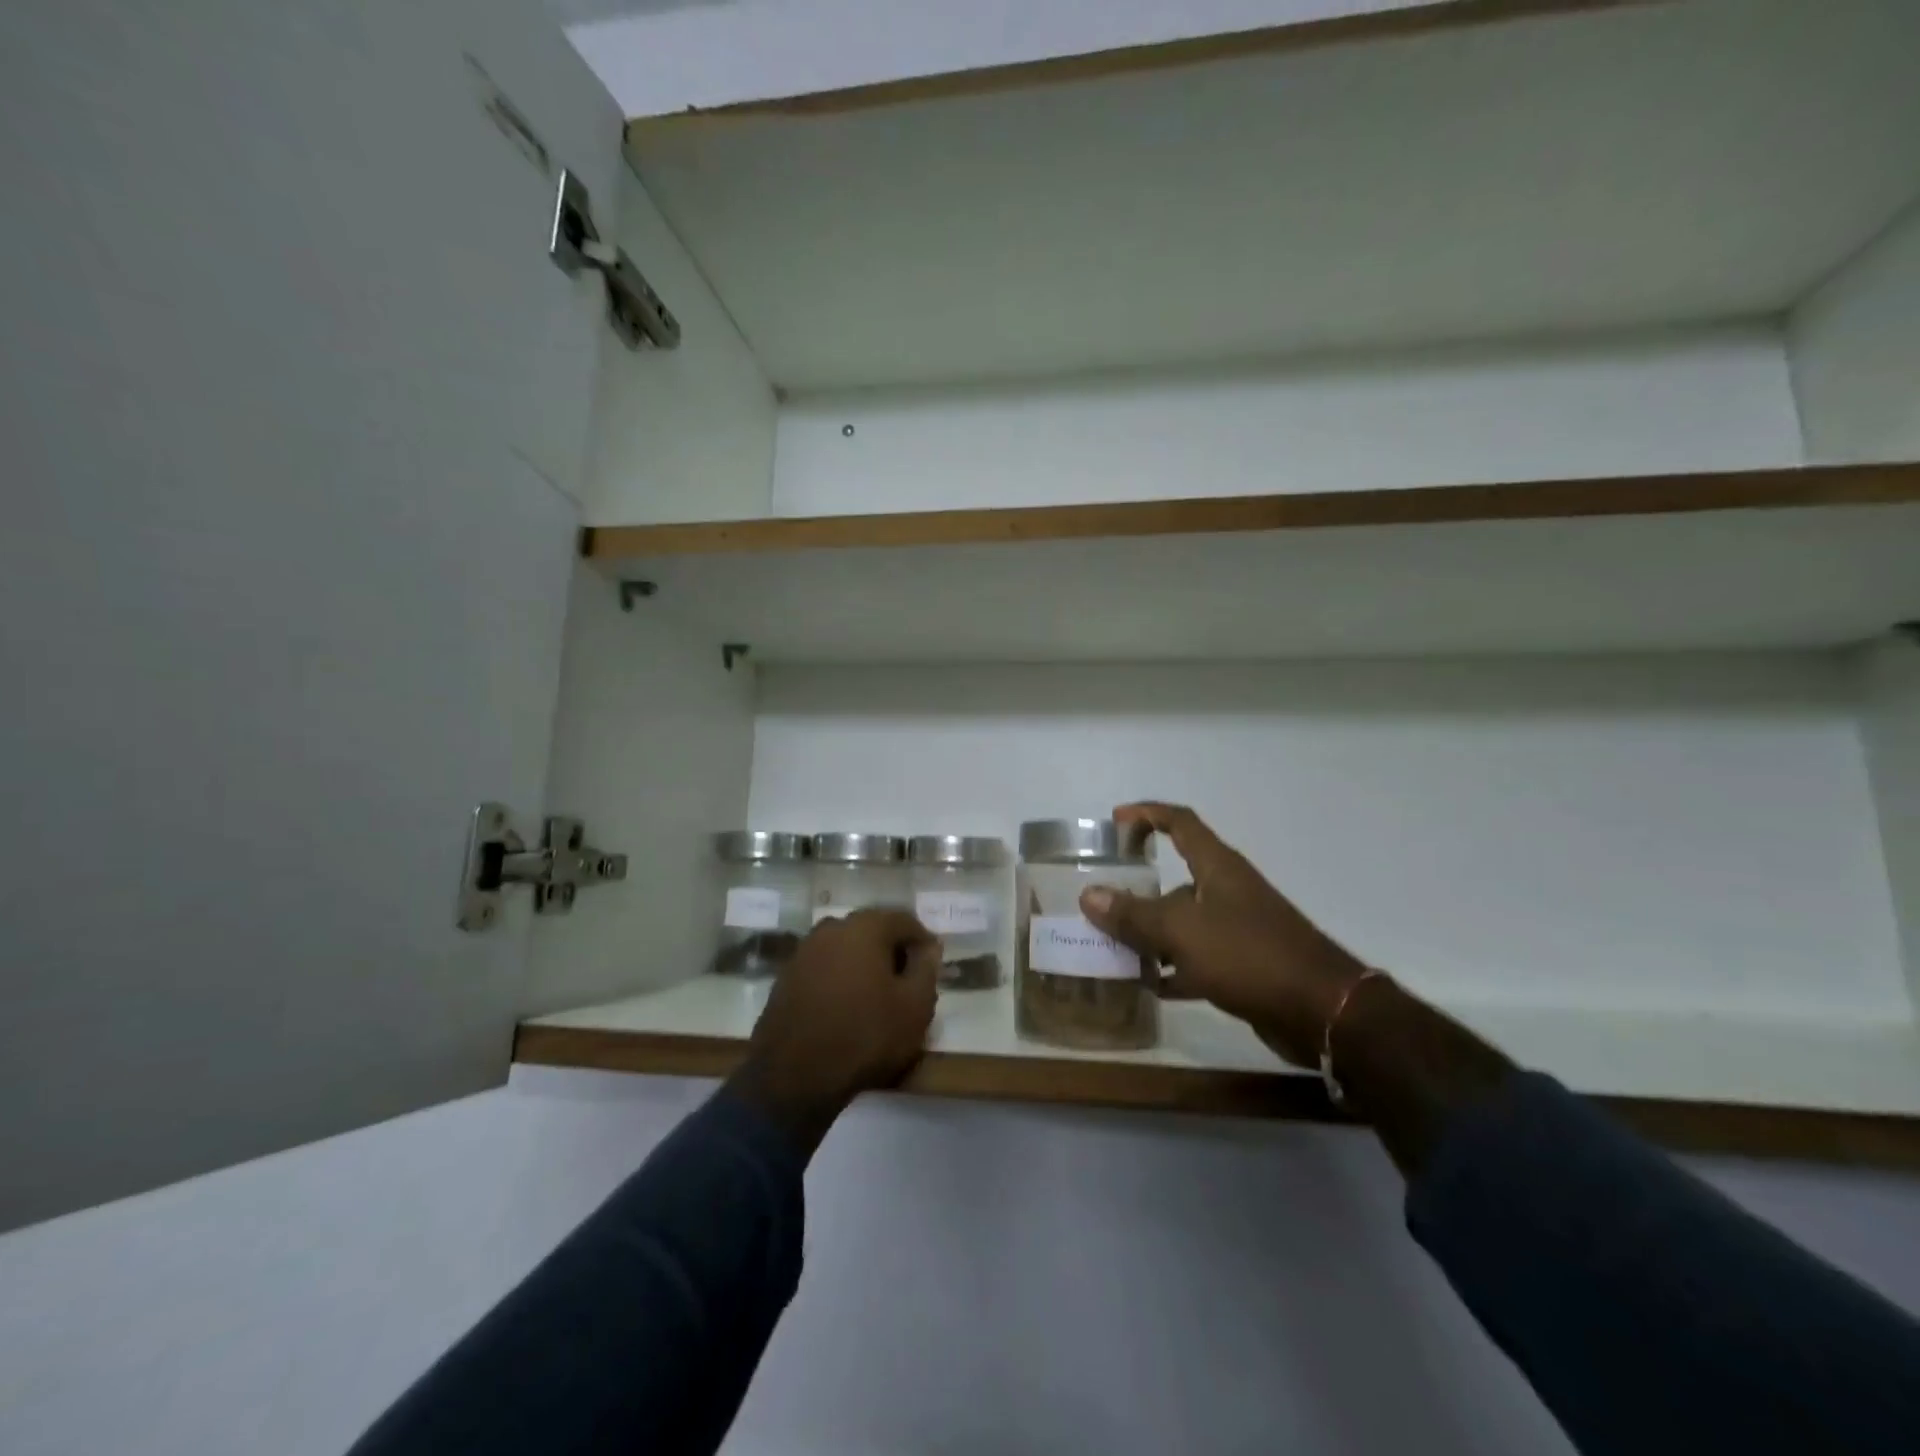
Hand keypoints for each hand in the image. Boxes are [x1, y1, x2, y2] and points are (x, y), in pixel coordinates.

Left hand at [733, 909, 939, 1151]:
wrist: (794, 1075)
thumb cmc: (865, 1035)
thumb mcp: (915, 1007)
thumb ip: (926, 969)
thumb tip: (929, 947)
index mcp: (865, 926)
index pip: (905, 920)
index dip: (923, 942)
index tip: (932, 967)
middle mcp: (832, 927)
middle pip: (873, 931)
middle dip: (892, 951)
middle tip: (907, 983)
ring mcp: (804, 950)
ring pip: (846, 948)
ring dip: (864, 965)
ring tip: (877, 997)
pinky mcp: (786, 976)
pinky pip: (824, 967)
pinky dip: (840, 979)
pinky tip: (846, 1007)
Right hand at [1078, 803, 1367, 1067]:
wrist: (1322, 1011)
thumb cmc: (1249, 955)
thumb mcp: (1182, 932)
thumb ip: (1134, 915)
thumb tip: (1088, 895)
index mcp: (1217, 868)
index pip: (1180, 822)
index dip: (1146, 814)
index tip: (1114, 821)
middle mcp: (1227, 890)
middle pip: (1176, 878)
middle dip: (1138, 890)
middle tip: (1101, 903)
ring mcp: (1239, 928)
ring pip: (1184, 921)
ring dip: (1152, 933)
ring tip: (1114, 948)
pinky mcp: (1245, 964)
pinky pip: (1198, 958)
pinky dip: (1174, 968)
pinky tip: (1151, 986)